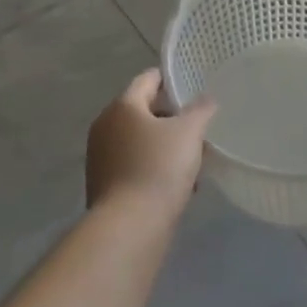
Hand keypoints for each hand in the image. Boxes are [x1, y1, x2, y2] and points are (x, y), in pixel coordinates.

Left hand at [86, 70, 215, 218]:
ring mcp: (101, 156)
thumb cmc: (158, 168)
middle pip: (143, 111)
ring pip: (140, 141)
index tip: (193, 88)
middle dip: (172, 119)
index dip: (171, 80)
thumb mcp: (189, 133)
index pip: (148, 79)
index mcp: (123, 105)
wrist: (129, 227)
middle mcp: (106, 125)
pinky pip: (133, 165)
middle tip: (198, 129)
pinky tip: (178, 186)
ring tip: (193, 163)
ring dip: (165, 147)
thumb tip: (206, 98)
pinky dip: (153, 168)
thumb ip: (200, 110)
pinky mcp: (104, 184)